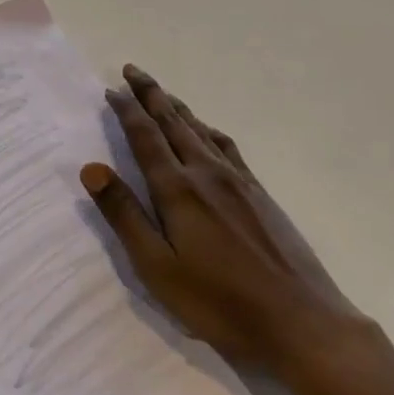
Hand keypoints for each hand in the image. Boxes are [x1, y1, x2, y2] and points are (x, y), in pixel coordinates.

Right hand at [80, 65, 364, 379]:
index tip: (111, 89)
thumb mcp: (157, 267)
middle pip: (174, 123)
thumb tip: (91, 168)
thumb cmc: (219, 302)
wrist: (302, 324)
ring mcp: (239, 182)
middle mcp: (207, 174)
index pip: (145, 137)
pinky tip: (208, 133)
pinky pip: (227, 147)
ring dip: (177, 108)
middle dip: (151, 94)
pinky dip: (208, 129)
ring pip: (201, 130)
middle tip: (133, 70)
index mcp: (178, 190)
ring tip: (163, 94)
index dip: (127, 110)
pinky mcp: (261, 195)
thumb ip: (124, 214)